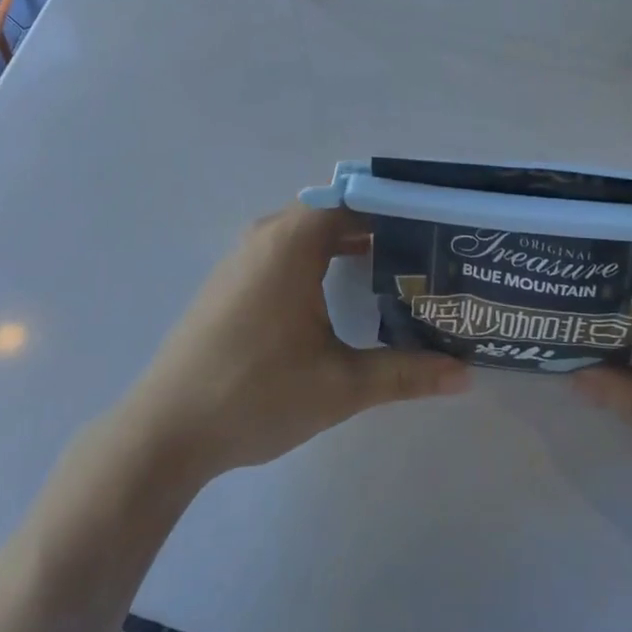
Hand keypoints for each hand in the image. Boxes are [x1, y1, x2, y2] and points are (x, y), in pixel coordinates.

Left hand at [116, 204, 468, 485]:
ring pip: (307, 232)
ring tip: (393, 271)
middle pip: (334, 213)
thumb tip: (465, 375)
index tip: (435, 228)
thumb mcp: (340, 385)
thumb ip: (405, 374)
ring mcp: (243, 256)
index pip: (357, 201)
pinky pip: (285, 250)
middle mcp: (267, 234)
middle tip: (424, 254)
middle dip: (379, 228)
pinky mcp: (230, 280)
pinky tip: (338, 294)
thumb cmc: (256, 395)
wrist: (165, 431)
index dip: (398, 209)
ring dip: (347, 244)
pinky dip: (318, 258)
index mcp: (293, 241)